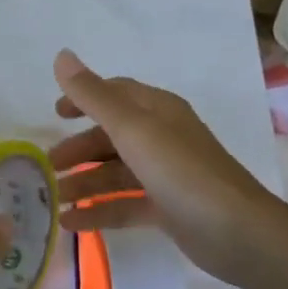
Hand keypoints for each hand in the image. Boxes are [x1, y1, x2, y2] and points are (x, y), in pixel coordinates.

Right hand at [50, 49, 287, 285]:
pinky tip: (72, 223)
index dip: (84, 99)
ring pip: (116, 173)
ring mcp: (167, 175)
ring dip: (85, 183)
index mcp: (158, 111)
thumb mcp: (131, 129)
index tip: (55, 114)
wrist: (238, 233)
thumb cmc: (182, 171)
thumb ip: (93, 96)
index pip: (116, 94)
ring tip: (54, 199)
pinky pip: (125, 204)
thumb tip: (62, 55)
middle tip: (48, 165)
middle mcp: (163, 138)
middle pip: (112, 136)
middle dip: (79, 149)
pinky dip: (99, 211)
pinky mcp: (169, 209)